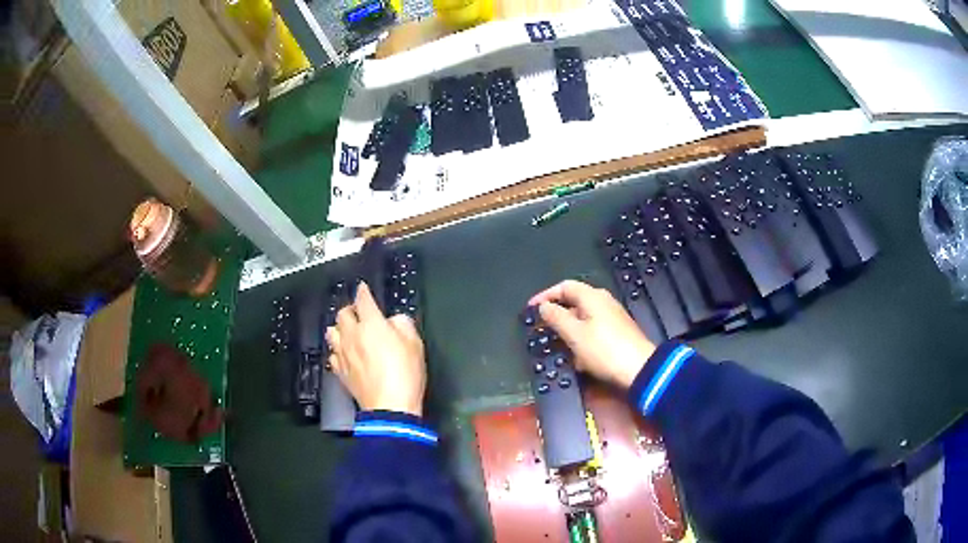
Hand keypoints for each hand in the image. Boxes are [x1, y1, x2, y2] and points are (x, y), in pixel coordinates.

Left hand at [325, 282, 426, 415]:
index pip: (363, 300)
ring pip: (331, 332)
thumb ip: (403, 325)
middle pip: (342, 314)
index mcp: (371, 325)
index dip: (363, 292)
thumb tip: (394, 321)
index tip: (362, 288)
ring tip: (349, 332)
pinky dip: (338, 350)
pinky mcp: (340, 371)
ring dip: (340, 328)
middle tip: (360, 314)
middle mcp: (352, 335)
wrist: (390, 407)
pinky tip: (346, 354)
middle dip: (350, 310)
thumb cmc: (406, 374)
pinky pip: (333, 354)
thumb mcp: (415, 344)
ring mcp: (343, 354)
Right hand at [529, 280, 656, 388]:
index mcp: (592, 297)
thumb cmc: (604, 349)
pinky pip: (592, 331)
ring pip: (582, 319)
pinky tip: (577, 358)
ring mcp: (611, 317)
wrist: (639, 369)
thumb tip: (544, 306)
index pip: (564, 286)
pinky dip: (580, 340)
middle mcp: (603, 302)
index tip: (530, 309)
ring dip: (567, 331)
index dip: (545, 296)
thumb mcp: (574, 334)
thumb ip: (556, 317)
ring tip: (556, 346)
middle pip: (573, 302)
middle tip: (540, 329)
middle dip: (555, 316)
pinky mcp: (616, 333)